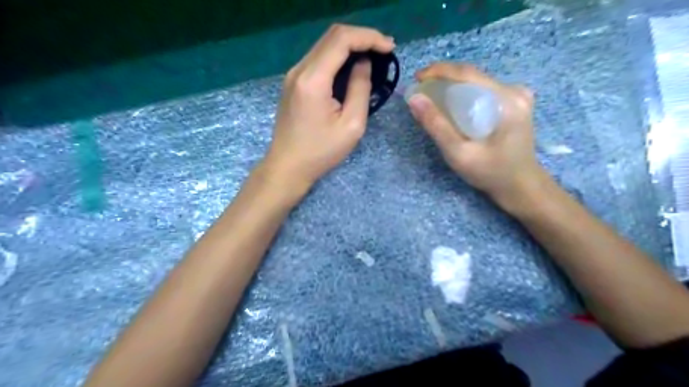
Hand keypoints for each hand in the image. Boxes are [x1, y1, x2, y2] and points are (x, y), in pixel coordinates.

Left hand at [261, 23, 396, 191]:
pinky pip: (317, 59)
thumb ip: (360, 89)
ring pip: (324, 45)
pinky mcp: (293, 82)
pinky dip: (337, 57)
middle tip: (384, 50)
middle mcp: (299, 70)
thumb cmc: (321, 152)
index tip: (390, 48)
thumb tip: (363, 64)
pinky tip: (351, 68)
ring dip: (349, 46)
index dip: (369, 38)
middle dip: (361, 38)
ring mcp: (293, 75)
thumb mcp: (351, 125)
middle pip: (332, 36)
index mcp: (313, 80)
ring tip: (372, 57)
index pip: (341, 40)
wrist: (288, 166)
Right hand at [406, 61, 546, 210]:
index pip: (468, 73)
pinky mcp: (513, 103)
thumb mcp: (459, 153)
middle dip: (443, 79)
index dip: (439, 71)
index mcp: (507, 100)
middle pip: (472, 76)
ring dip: (452, 86)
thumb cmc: (491, 173)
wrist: (520, 186)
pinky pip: (482, 91)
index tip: (416, 77)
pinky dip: (463, 95)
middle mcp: (514, 91)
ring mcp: (516, 96)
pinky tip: (451, 105)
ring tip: (430, 96)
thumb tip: (414, 98)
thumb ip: (436, 125)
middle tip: (420, 89)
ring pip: (476, 83)